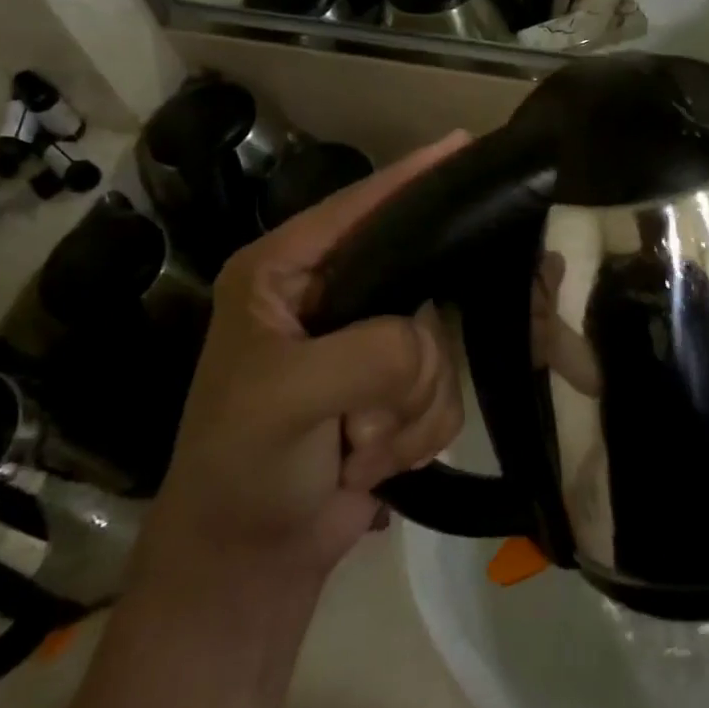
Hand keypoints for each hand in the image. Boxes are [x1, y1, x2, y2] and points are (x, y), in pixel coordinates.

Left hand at [135, 134, 469, 593]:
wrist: (249, 562)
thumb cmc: (242, 466)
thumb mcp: (286, 399)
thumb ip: (368, 355)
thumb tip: (427, 346)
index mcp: (284, 273)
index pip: (357, 209)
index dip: (411, 178)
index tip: (466, 144)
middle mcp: (332, 298)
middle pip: (420, 286)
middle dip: (411, 360)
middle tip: (379, 406)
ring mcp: (368, 347)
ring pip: (441, 349)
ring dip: (409, 410)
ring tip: (358, 443)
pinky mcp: (396, 392)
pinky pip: (446, 392)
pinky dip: (418, 434)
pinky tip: (372, 461)